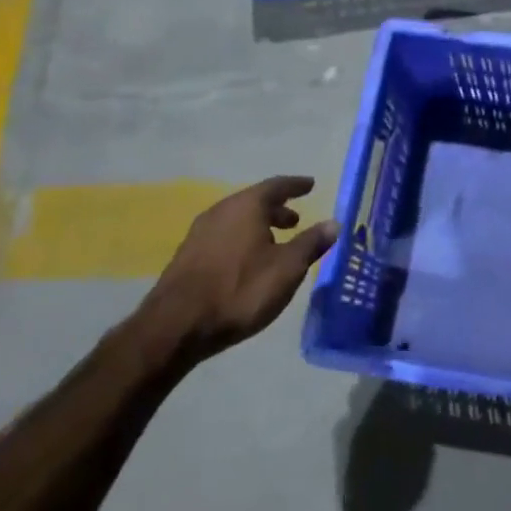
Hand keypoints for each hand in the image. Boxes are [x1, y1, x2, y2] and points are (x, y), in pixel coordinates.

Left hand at [139, 177, 339, 364]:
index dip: (296, 185)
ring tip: (276, 241)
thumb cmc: (240, 290)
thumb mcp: (287, 268)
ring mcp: (200, 234)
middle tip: (296, 219)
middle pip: (253, 202)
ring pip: (237, 220)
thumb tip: (334, 223)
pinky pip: (224, 236)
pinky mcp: (188, 256)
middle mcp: (220, 212)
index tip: (310, 184)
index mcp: (246, 207)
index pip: (276, 186)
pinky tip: (250, 260)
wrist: (176, 326)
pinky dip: (243, 239)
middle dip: (277, 208)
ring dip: (259, 226)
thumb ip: (311, 243)